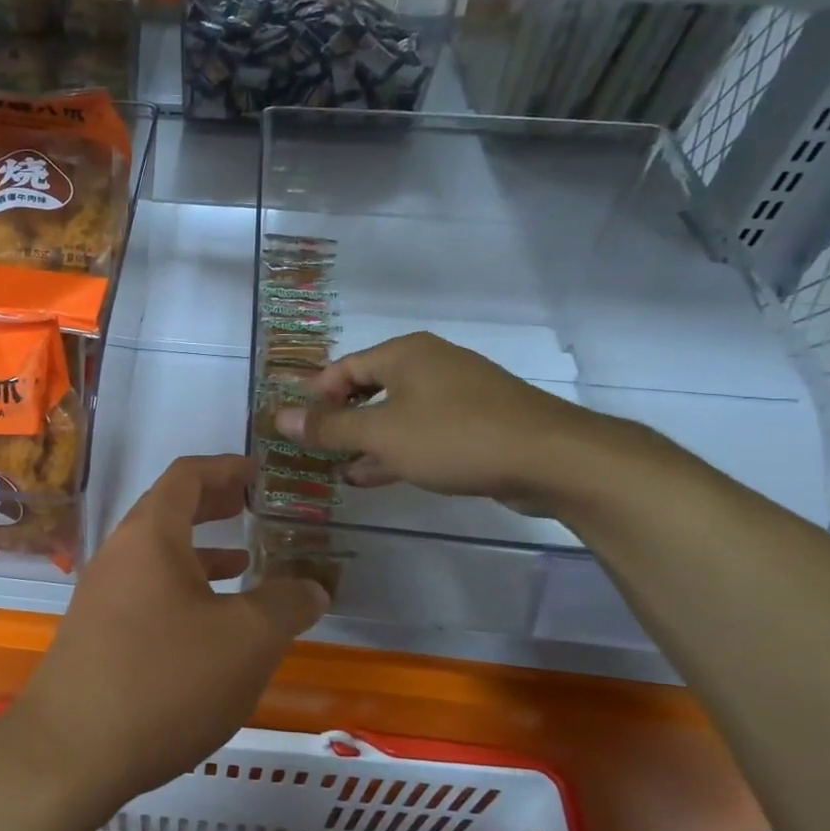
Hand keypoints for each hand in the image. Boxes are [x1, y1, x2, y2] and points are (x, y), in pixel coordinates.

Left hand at [10, 455, 328, 810]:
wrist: (70, 752)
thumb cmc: (164, 680)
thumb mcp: (246, 640)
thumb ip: (287, 604)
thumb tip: (312, 587)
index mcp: (151, 534)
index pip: (187, 475)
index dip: (227, 467)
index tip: (261, 474)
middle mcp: (120, 552)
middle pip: (170, 509)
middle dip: (215, 505)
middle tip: (256, 508)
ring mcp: (103, 593)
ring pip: (160, 554)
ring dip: (202, 551)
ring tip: (247, 562)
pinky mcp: (98, 631)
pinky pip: (149, 590)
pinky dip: (185, 589)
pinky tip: (211, 623)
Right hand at [274, 332, 614, 507]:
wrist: (551, 458)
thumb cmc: (454, 436)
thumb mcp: (382, 433)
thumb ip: (329, 427)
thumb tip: (278, 417)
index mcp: (405, 354)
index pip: (344, 367)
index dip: (315, 395)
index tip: (296, 427)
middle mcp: (430, 365)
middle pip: (371, 388)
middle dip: (341, 421)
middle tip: (315, 450)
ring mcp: (458, 394)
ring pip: (398, 414)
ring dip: (368, 441)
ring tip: (339, 469)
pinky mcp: (478, 423)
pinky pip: (425, 432)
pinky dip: (399, 450)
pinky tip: (377, 476)